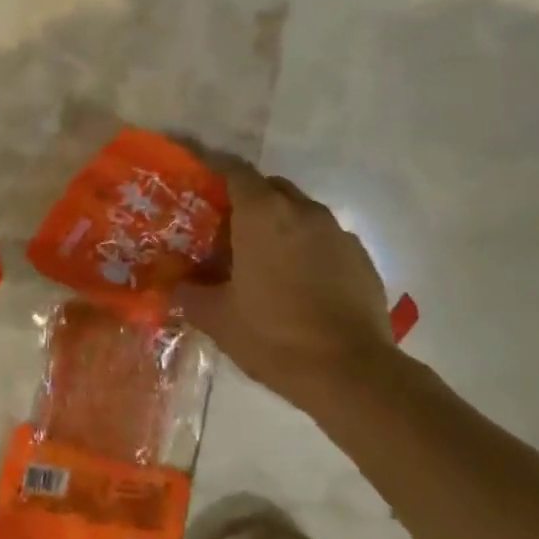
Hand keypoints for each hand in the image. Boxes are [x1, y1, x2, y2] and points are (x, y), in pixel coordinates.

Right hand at [177, 158, 395, 407]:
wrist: (349, 371)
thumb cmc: (273, 335)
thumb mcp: (217, 318)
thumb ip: (191, 293)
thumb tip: (178, 285)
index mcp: (262, 214)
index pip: (234, 171)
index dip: (214, 167)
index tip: (198, 174)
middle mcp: (302, 211)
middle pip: (270, 188)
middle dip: (249, 200)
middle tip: (228, 229)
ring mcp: (337, 233)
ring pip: (301, 213)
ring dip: (280, 225)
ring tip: (264, 258)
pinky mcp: (361, 257)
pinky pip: (326, 240)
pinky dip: (308, 249)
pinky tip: (300, 283)